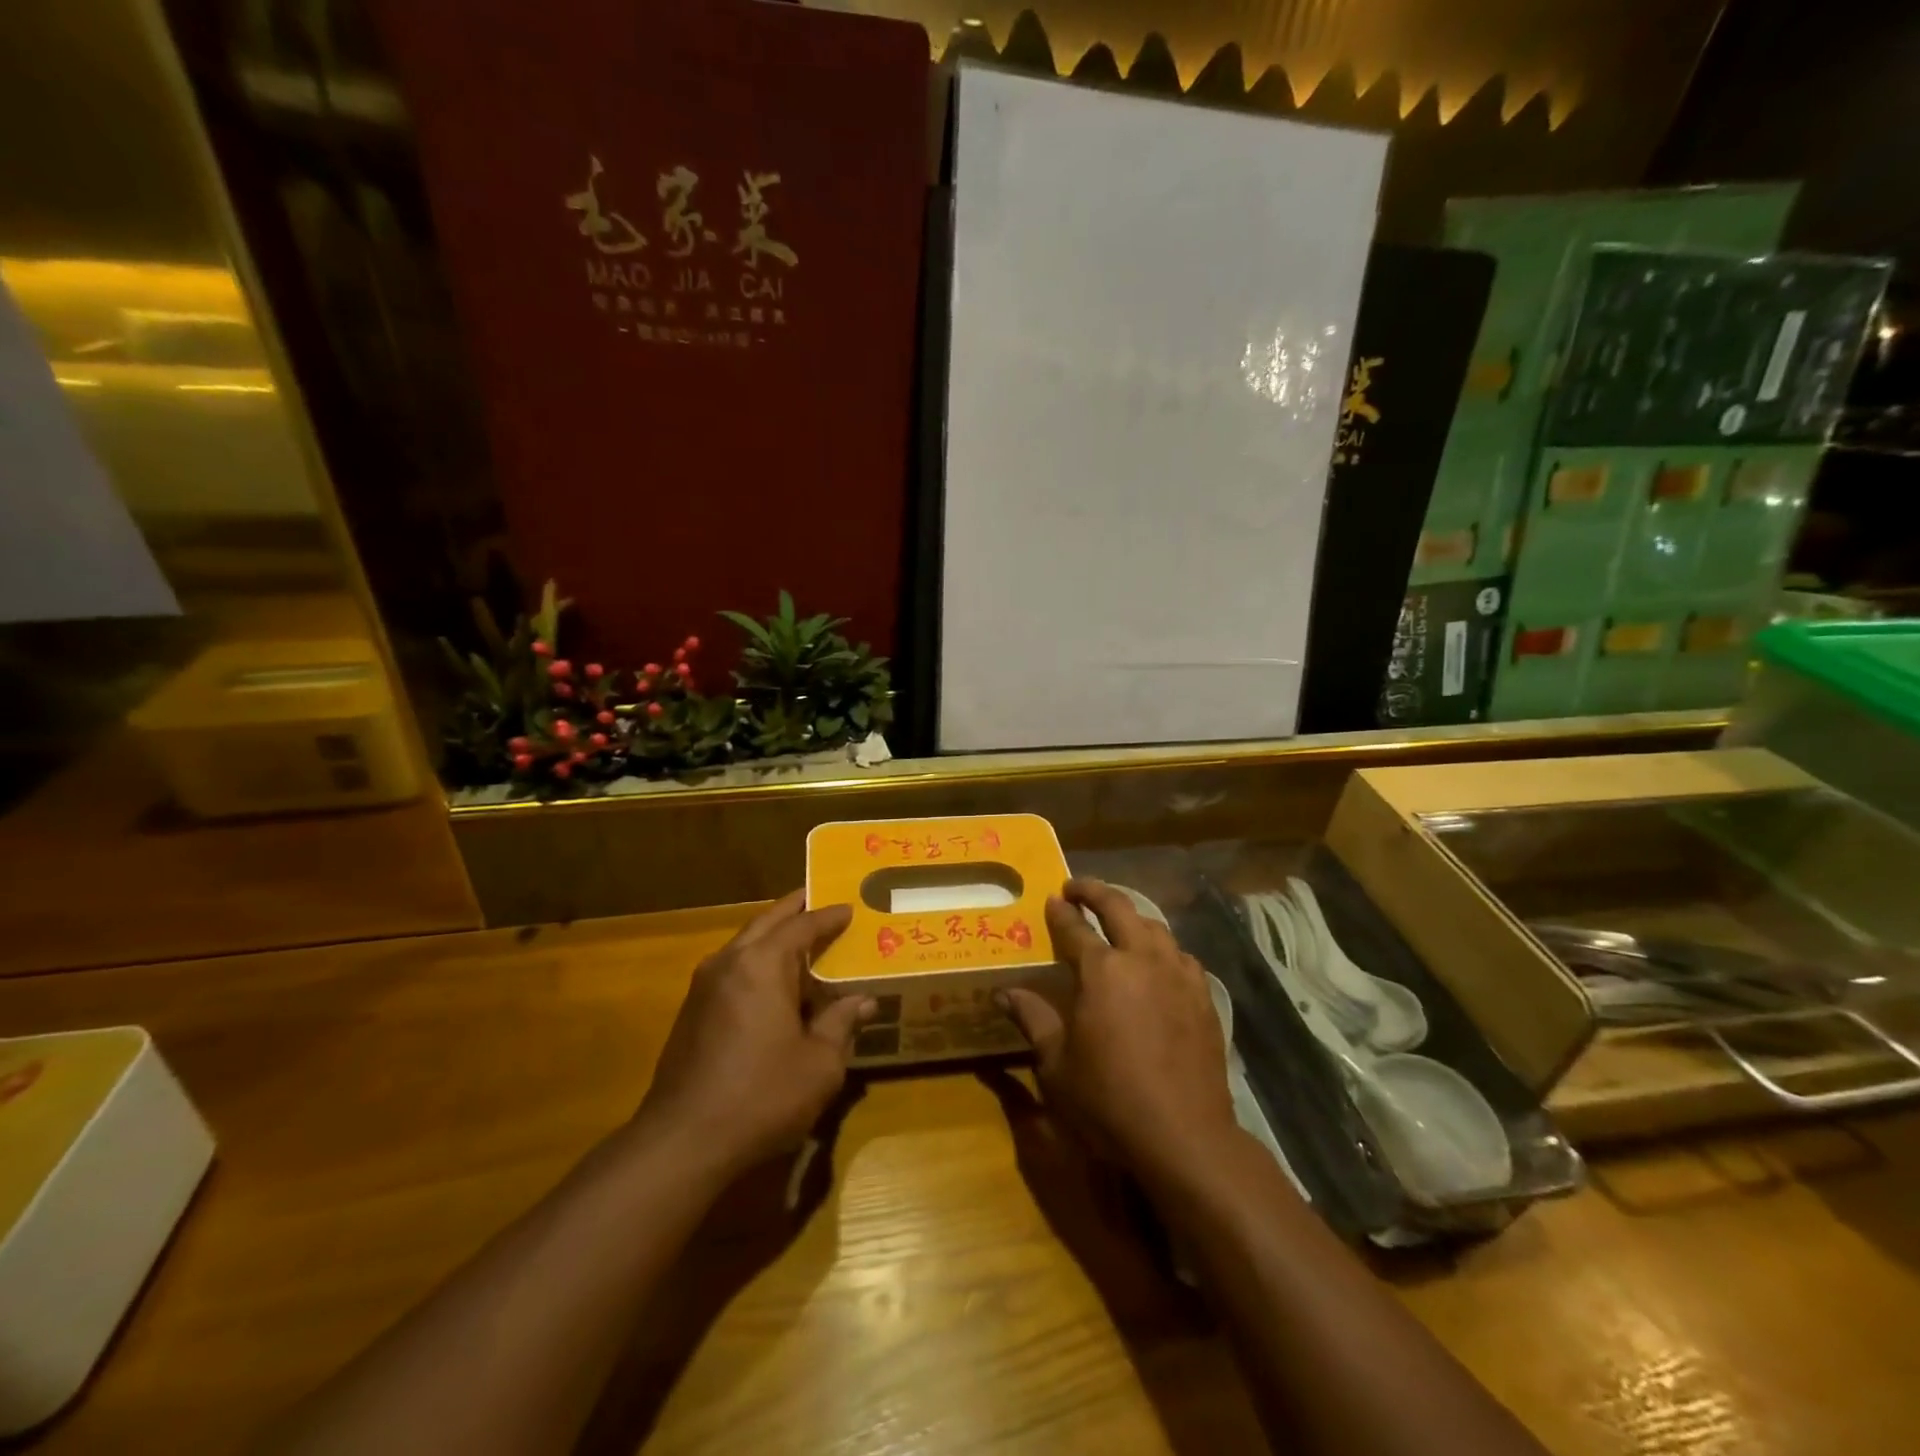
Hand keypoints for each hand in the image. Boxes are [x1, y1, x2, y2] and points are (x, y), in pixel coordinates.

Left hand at [633, 891, 873, 1180]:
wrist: (682, 1143)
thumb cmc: (761, 1096)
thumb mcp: (819, 1063)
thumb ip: (841, 1024)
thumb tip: (863, 1001)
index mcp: (762, 964)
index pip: (802, 925)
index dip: (829, 916)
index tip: (850, 908)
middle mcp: (729, 962)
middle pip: (767, 922)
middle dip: (795, 910)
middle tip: (821, 901)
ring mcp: (704, 986)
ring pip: (745, 944)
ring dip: (773, 936)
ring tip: (802, 941)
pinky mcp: (692, 1012)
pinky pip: (733, 969)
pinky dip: (757, 962)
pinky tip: (774, 985)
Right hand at [999, 879, 1238, 1189]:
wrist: (1185, 1135)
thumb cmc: (1109, 1100)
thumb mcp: (1057, 1064)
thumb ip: (1033, 1019)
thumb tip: (1004, 994)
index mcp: (1102, 971)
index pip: (1075, 928)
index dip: (1060, 911)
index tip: (1052, 899)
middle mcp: (1143, 959)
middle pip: (1120, 908)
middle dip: (1095, 892)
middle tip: (1077, 888)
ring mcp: (1179, 975)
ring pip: (1155, 927)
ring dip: (1131, 917)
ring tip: (1118, 922)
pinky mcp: (1204, 997)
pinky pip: (1181, 956)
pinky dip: (1163, 948)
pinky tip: (1158, 962)